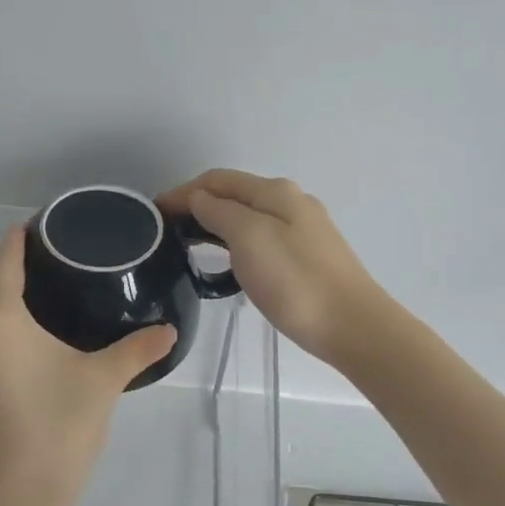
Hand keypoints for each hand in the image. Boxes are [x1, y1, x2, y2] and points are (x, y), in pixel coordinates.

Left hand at [0, 225, 176, 505]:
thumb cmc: (58, 432)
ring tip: (37, 307)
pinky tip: (13, 354)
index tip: (46, 228)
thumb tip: (170, 330)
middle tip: (53, 266)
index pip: (3, 259)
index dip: (22, 238)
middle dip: (12, 270)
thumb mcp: (102, 382)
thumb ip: (137, 348)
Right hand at [159, 169, 386, 364]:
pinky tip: (226, 261)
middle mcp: (290, 201)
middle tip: (165, 232)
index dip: (183, 192)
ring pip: (246, 216)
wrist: (352, 325)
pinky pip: (259, 237)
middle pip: (233, 194)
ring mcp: (302, 228)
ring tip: (186, 245)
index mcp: (275, 192)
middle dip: (196, 205)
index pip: (217, 180)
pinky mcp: (307, 255)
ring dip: (214, 223)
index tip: (153, 213)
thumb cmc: (295, 281)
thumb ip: (220, 212)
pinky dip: (233, 241)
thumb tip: (198, 198)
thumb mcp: (249, 238)